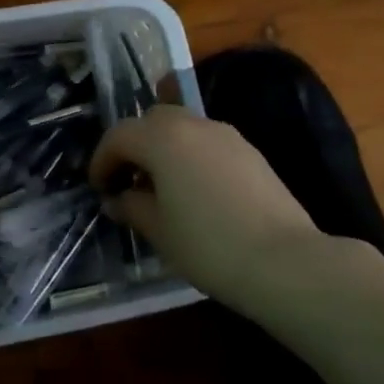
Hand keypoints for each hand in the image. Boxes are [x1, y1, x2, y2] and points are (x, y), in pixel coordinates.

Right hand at [89, 106, 319, 300]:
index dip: (102, 159)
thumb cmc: (207, 245)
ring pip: (183, 129)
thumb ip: (132, 207)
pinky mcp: (251, 154)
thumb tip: (118, 199)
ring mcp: (228, 136)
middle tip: (127, 181)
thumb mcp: (158, 230)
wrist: (285, 262)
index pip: (120, 135)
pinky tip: (193, 193)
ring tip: (159, 189)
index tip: (98, 187)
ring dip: (163, 150)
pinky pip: (208, 144)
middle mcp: (194, 125)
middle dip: (134, 146)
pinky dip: (190, 157)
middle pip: (152, 121)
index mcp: (163, 138)